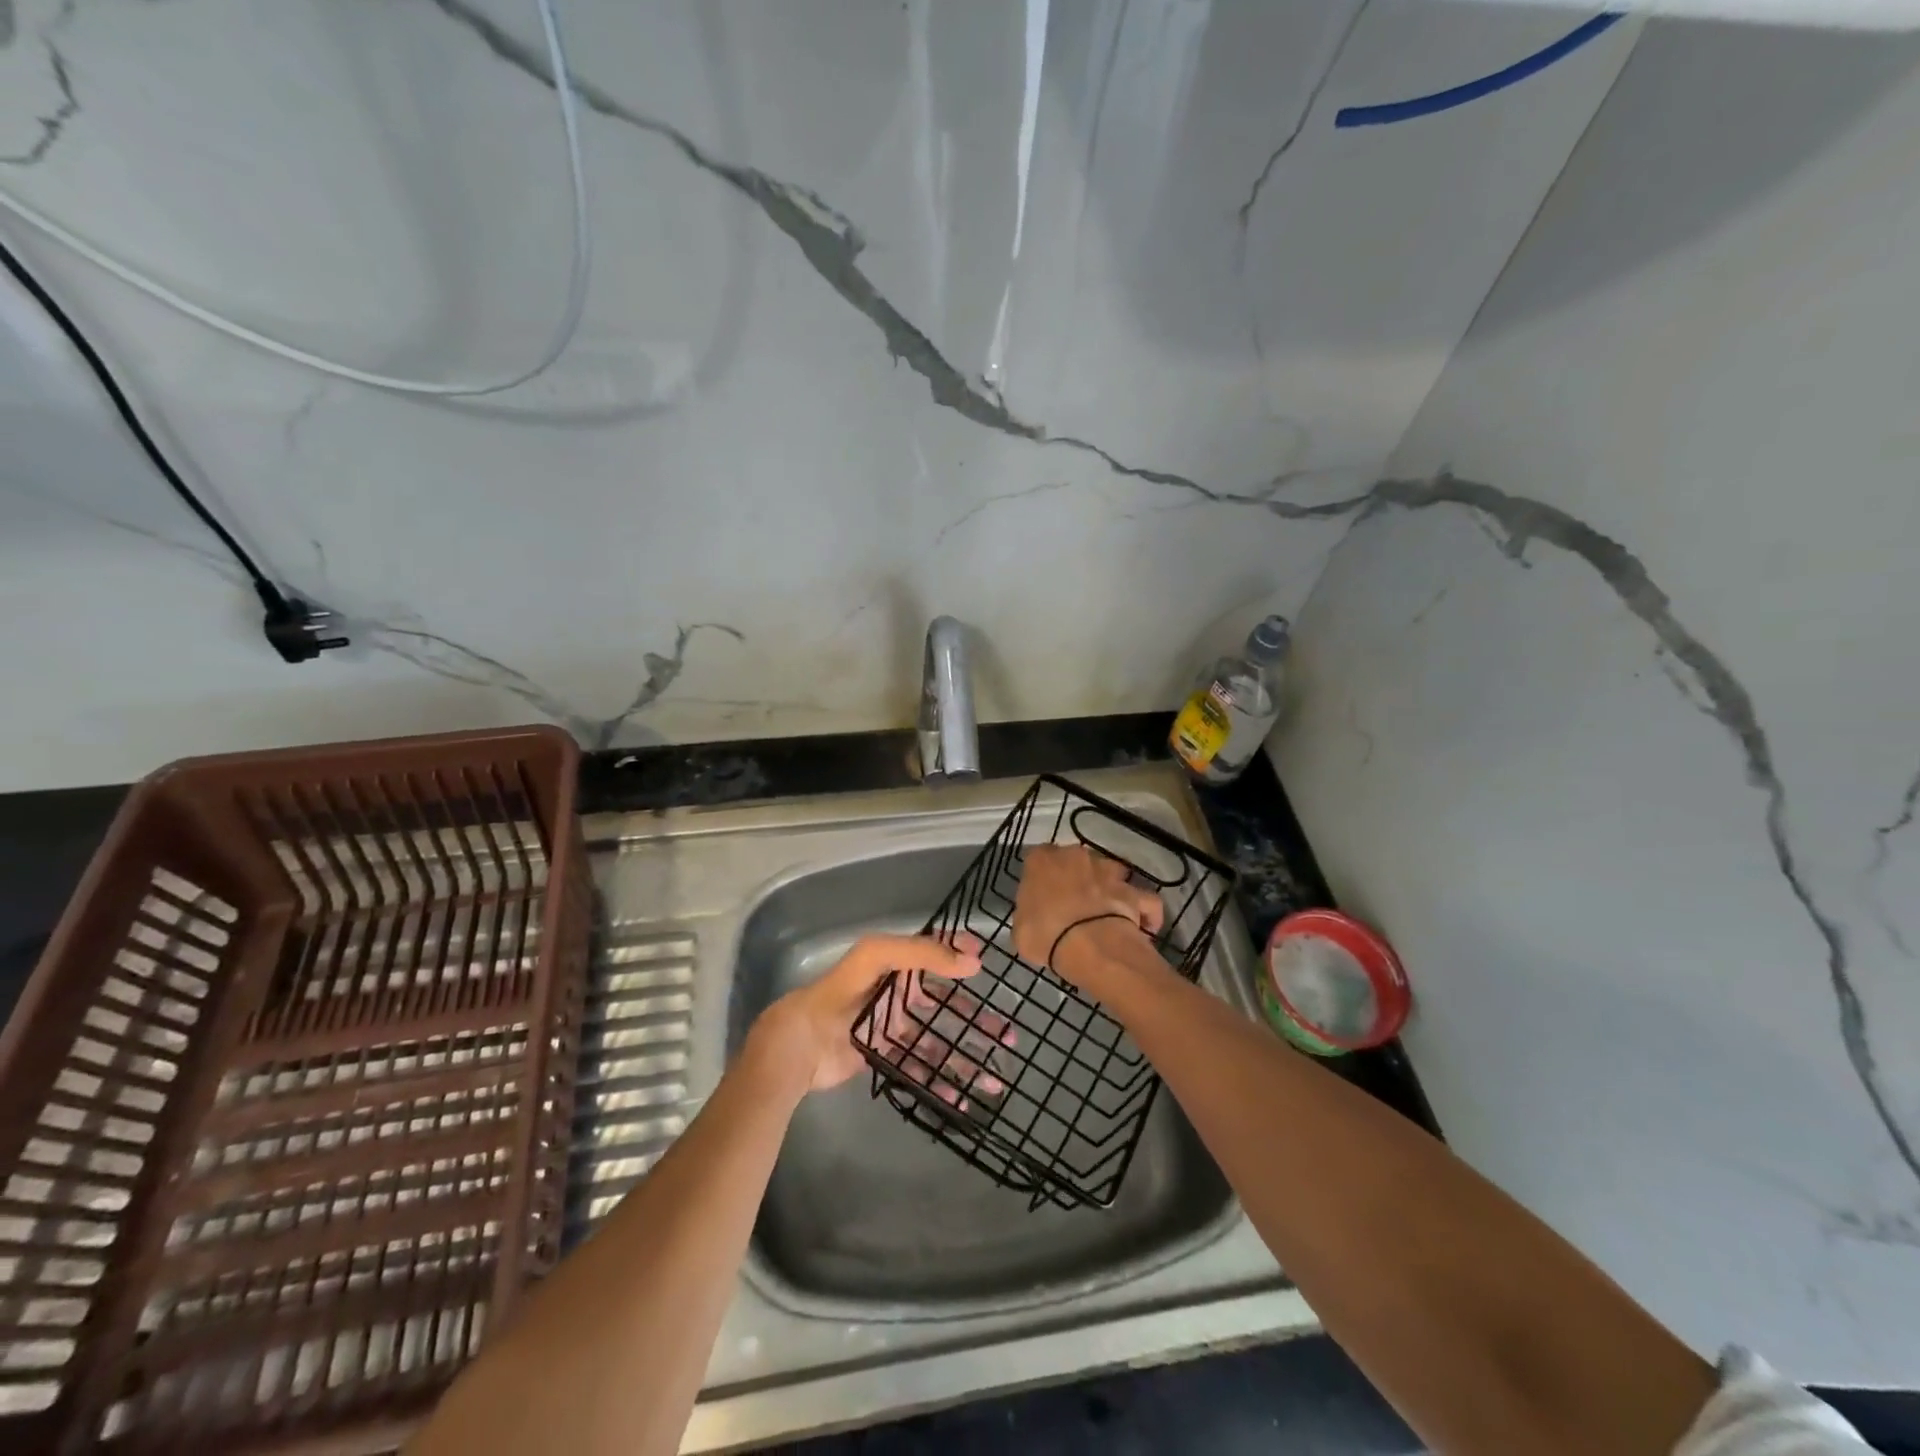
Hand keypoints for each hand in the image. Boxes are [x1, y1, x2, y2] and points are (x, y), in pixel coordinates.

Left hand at [751, 933, 1008, 1100]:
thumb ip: (921, 954)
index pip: (937, 955)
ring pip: (938, 1041)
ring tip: (994, 1076)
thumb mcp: (877, 957)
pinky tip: (960, 1098)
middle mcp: (899, 995)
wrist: (798, 1045)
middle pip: (946, 1005)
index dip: (962, 957)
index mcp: (897, 966)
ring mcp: (893, 1029)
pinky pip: (919, 1070)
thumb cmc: (839, 993)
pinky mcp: (885, 1058)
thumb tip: (970, 962)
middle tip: (1007, 1033)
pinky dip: (940, 1083)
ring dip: (966, 1056)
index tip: (989, 966)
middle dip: (977, 1018)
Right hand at [1011, 845, 1163, 983]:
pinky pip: (1144, 899)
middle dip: (1077, 877)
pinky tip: (1143, 926)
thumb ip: (1028, 914)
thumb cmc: (1045, 933)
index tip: (1041, 896)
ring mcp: (1109, 871)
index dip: (1041, 877)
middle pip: (1076, 861)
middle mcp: (1076, 856)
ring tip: (1108, 911)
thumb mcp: (1020, 928)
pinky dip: (1145, 911)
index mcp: (1042, 860)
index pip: (1038, 858)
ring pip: (1112, 872)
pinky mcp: (1134, 891)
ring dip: (1110, 886)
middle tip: (1073, 904)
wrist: (1090, 945)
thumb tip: (1035, 916)